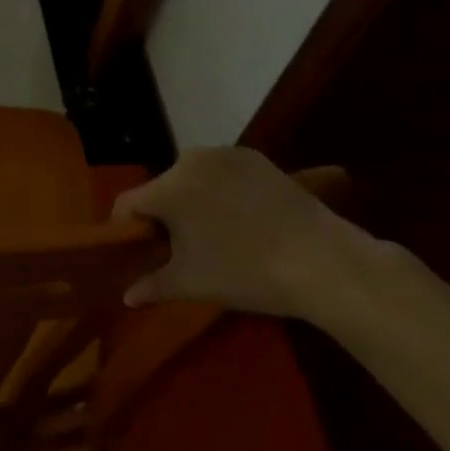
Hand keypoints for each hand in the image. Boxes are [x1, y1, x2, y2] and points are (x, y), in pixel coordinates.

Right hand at [116, 147, 365, 317]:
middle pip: (161, 188)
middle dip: (165, 214)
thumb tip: (127, 296)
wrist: (322, 260)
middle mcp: (189, 160)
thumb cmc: (246, 272)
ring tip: (216, 232)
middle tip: (182, 247)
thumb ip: (153, 285)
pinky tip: (244, 217)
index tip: (140, 251)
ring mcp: (224, 154)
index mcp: (167, 188)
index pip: (128, 204)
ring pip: (192, 177)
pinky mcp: (254, 157)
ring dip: (194, 199)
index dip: (128, 229)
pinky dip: (223, 189)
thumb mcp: (193, 283)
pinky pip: (223, 172)